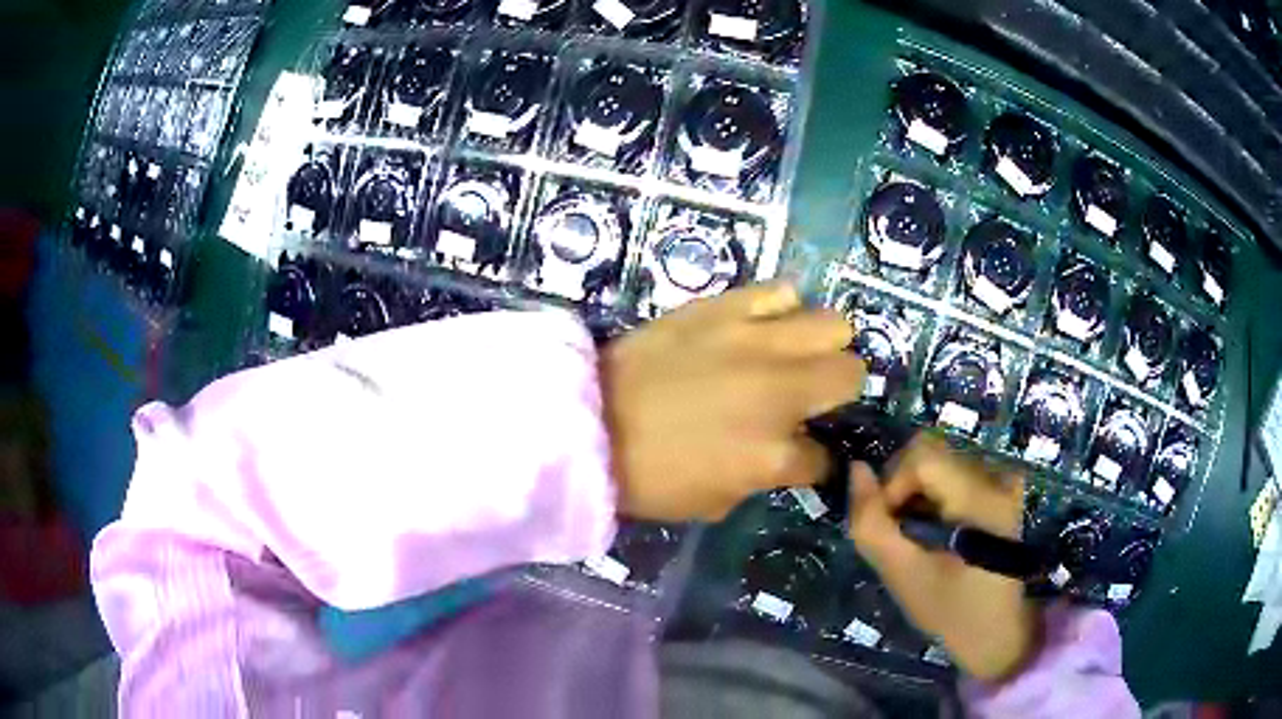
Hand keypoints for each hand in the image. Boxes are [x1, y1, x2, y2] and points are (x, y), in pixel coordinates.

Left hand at [602, 284, 865, 521]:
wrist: (587, 424)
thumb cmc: (647, 477)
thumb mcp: (715, 501)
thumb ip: (764, 476)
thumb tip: (785, 452)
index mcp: (773, 456)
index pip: (825, 457)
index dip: (817, 459)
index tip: (804, 454)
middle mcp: (779, 392)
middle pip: (851, 372)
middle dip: (838, 388)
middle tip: (810, 394)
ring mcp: (754, 343)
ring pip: (831, 323)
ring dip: (819, 344)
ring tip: (792, 353)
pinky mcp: (724, 307)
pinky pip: (779, 291)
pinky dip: (781, 309)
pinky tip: (763, 325)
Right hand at [847, 433, 1039, 682]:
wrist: (995, 629)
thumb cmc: (949, 610)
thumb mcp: (901, 575)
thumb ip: (872, 523)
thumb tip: (856, 468)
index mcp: (980, 499)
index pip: (922, 456)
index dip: (892, 484)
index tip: (890, 527)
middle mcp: (997, 476)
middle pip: (930, 450)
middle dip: (902, 486)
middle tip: (900, 532)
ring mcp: (1004, 478)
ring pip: (941, 458)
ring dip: (917, 491)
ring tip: (918, 535)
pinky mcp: (1004, 486)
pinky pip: (957, 469)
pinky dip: (936, 492)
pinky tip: (938, 526)